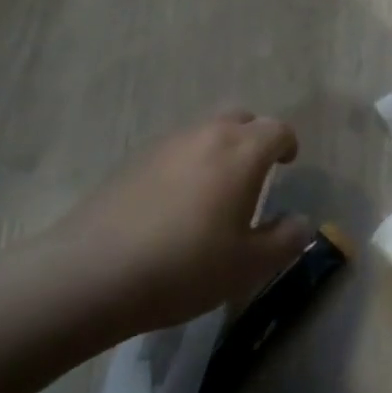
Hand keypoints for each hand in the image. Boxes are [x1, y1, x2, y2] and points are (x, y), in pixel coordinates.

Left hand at [53, 111, 312, 331]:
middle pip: (240, 117)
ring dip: (219, 148)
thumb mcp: (248, 266)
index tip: (288, 164)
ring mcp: (166, 144)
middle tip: (255, 170)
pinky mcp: (133, 161)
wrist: (89, 275)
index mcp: (242, 151)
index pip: (277, 129)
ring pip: (204, 130)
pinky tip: (175, 202)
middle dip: (254, 136)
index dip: (288, 144)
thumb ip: (286, 240)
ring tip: (215, 188)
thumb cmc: (183, 267)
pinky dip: (187, 163)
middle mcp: (207, 135)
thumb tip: (302, 222)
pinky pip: (175, 149)